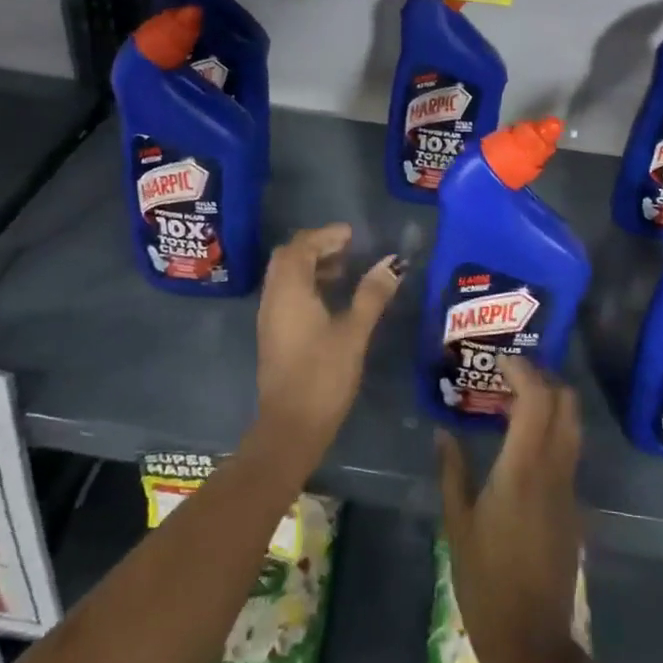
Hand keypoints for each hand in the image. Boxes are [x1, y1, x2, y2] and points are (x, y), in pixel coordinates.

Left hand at [253, 224, 400, 467]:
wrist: (290, 428)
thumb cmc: (323, 376)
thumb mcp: (354, 332)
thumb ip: (372, 295)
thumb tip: (393, 264)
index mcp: (290, 290)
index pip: (301, 246)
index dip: (326, 235)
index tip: (352, 234)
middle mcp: (273, 297)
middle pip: (288, 257)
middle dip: (315, 247)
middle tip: (346, 248)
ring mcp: (269, 317)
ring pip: (285, 276)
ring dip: (310, 266)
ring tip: (343, 270)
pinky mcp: (273, 335)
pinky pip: (285, 294)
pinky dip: (305, 285)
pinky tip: (330, 300)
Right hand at [438, 355, 584, 662]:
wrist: (532, 641)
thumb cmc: (485, 581)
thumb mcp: (458, 524)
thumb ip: (452, 471)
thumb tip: (443, 432)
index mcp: (523, 469)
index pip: (537, 399)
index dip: (523, 371)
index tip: (499, 361)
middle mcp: (554, 470)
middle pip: (566, 403)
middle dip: (543, 377)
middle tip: (510, 374)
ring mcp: (569, 488)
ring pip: (572, 426)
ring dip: (550, 402)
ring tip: (513, 400)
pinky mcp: (573, 507)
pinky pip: (567, 450)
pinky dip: (550, 429)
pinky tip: (521, 440)